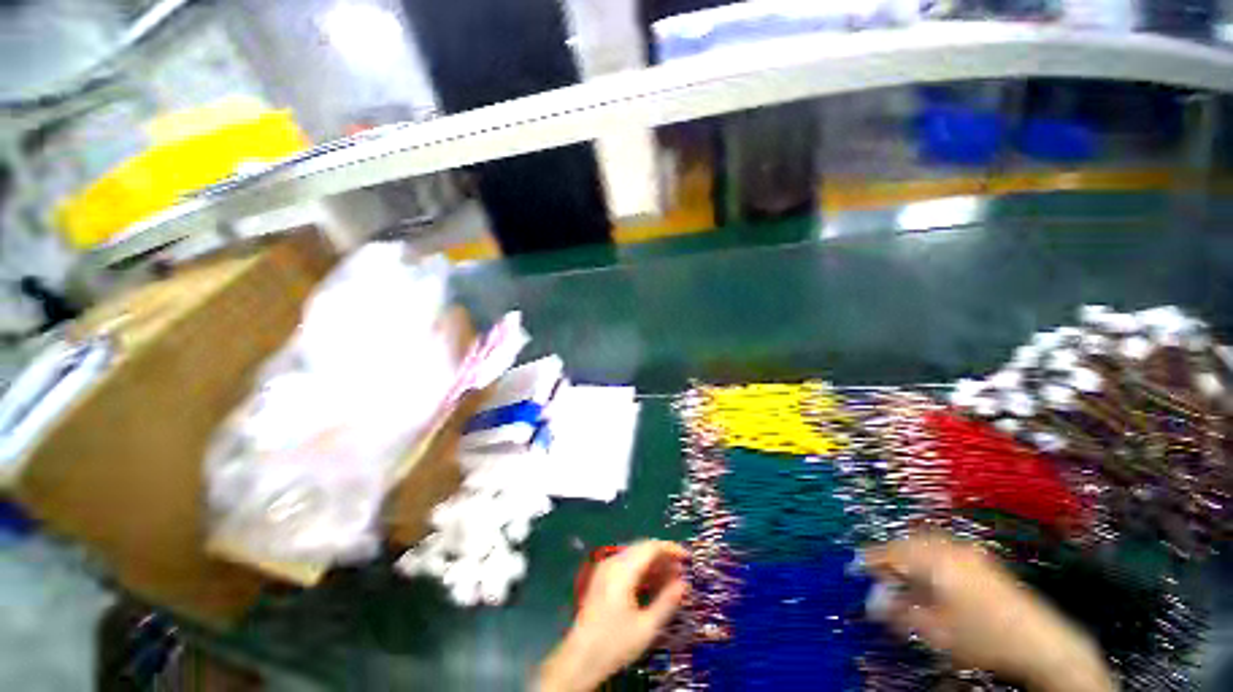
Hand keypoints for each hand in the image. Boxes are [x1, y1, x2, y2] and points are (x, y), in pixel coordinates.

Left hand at [536, 540, 686, 691]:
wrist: (579, 659)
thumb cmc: (614, 643)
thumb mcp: (646, 627)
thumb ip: (667, 602)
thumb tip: (684, 584)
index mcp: (622, 570)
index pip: (650, 547)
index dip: (670, 549)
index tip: (687, 558)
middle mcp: (612, 562)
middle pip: (642, 549)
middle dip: (663, 557)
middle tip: (681, 572)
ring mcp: (605, 569)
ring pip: (634, 556)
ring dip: (653, 564)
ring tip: (671, 580)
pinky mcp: (602, 578)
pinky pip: (626, 565)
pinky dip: (641, 571)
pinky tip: (652, 586)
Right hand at [864, 533, 1115, 691]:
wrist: (1039, 640)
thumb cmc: (982, 635)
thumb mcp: (934, 629)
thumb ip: (899, 612)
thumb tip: (872, 602)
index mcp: (934, 558)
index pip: (891, 551)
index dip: (871, 559)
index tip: (855, 565)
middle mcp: (950, 548)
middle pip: (908, 543)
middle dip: (890, 556)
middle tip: (879, 572)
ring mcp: (969, 553)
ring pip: (927, 545)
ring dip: (910, 556)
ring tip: (902, 574)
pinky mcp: (983, 562)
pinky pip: (944, 550)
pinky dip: (929, 558)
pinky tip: (931, 576)